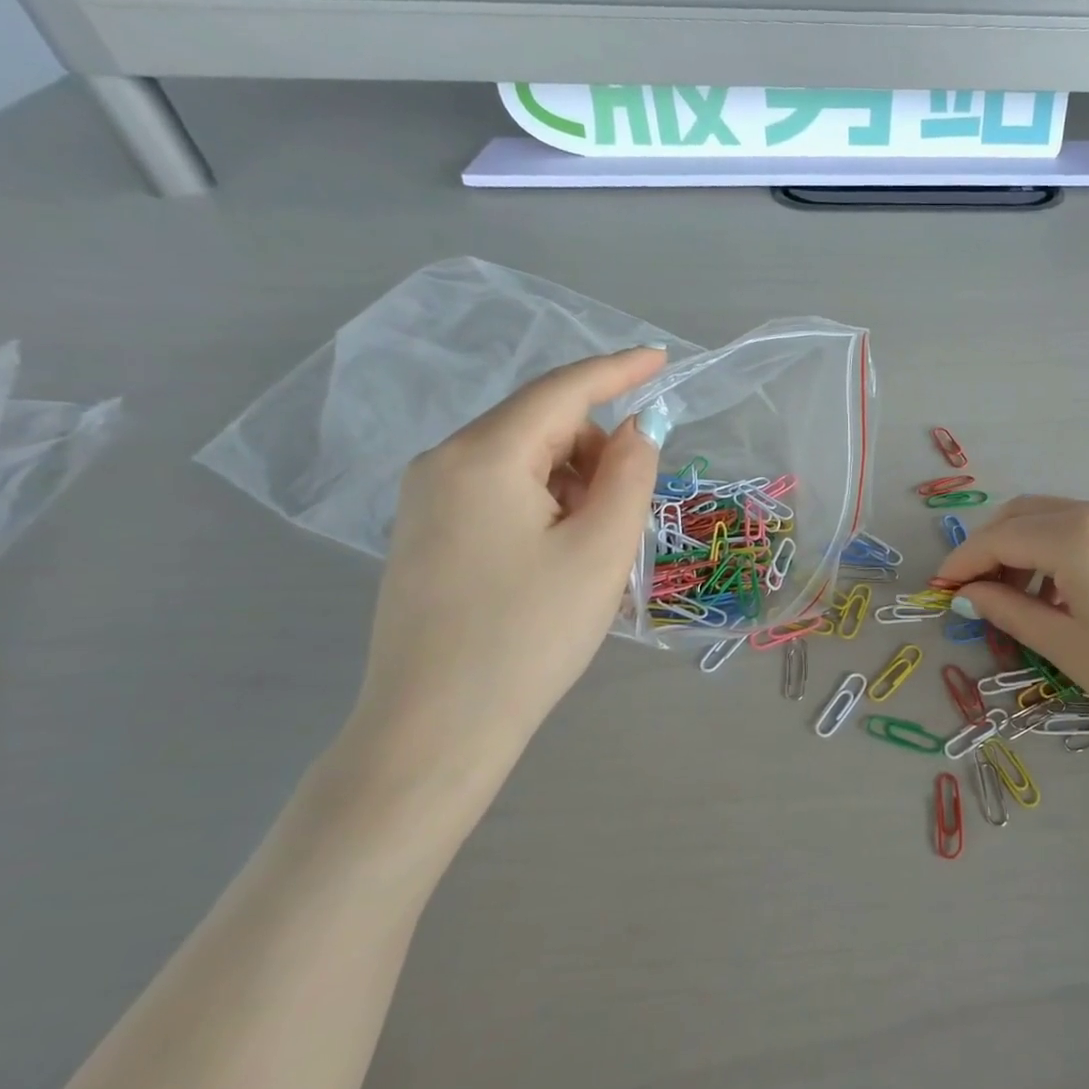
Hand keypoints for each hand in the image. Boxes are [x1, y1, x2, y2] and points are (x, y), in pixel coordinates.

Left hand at [342, 349, 668, 803]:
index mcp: (484, 456)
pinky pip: (499, 492)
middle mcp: (443, 463)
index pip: (562, 391)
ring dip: (572, 483)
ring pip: (521, 461)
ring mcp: (426, 501)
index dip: (618, 370)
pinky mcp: (426, 535)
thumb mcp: (601, 549)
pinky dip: (544, 504)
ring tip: (594, 547)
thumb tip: (636, 430)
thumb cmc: (529, 634)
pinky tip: (558, 556)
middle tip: (630, 508)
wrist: (435, 728)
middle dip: (596, 449)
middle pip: (540, 426)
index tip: (662, 359)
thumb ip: (629, 474)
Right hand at [935, 497, 1088, 758]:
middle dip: (990, 548)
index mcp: (1077, 537)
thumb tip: (970, 593)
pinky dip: (1058, 552)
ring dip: (1024, 549)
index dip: (963, 562)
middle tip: (973, 593)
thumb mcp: (1070, 649)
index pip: (1000, 538)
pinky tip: (1062, 594)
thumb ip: (1012, 612)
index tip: (938, 589)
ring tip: (1016, 601)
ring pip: (1057, 520)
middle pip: (1025, 515)